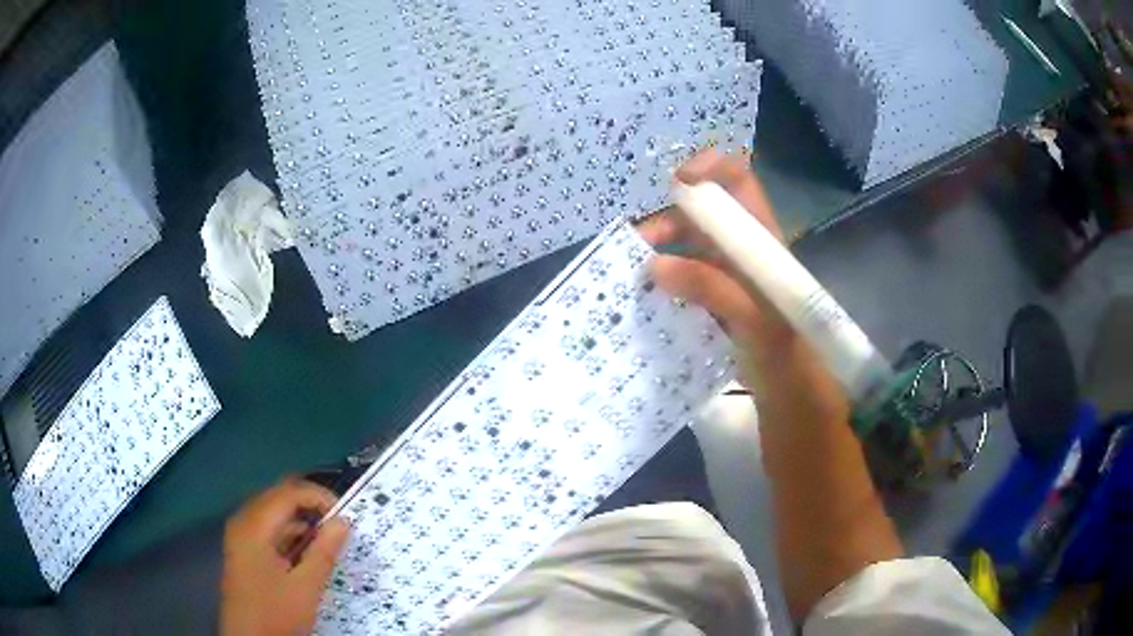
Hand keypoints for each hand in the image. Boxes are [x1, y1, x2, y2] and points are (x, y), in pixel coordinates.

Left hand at [221, 478, 350, 635]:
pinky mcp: (244, 551)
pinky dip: (289, 535)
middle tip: (337, 525)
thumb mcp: (306, 587)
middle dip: (309, 506)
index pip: (288, 492)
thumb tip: (343, 521)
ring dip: (300, 521)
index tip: (345, 514)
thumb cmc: (276, 613)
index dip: (318, 496)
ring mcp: (241, 536)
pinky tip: (306, 553)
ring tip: (326, 541)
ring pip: (273, 514)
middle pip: (278, 497)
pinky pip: (268, 530)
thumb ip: (324, 551)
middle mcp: (243, 522)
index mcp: (253, 526)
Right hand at [637, 149, 794, 380]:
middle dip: (669, 218)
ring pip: (692, 242)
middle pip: (705, 210)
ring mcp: (731, 271)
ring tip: (636, 274)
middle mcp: (744, 245)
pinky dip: (666, 275)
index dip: (709, 168)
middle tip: (639, 245)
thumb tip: (655, 264)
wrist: (791, 390)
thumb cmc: (783, 350)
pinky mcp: (719, 296)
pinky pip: (687, 274)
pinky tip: (649, 293)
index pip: (739, 180)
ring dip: (662, 248)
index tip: (676, 184)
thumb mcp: (751, 318)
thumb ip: (709, 287)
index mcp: (761, 237)